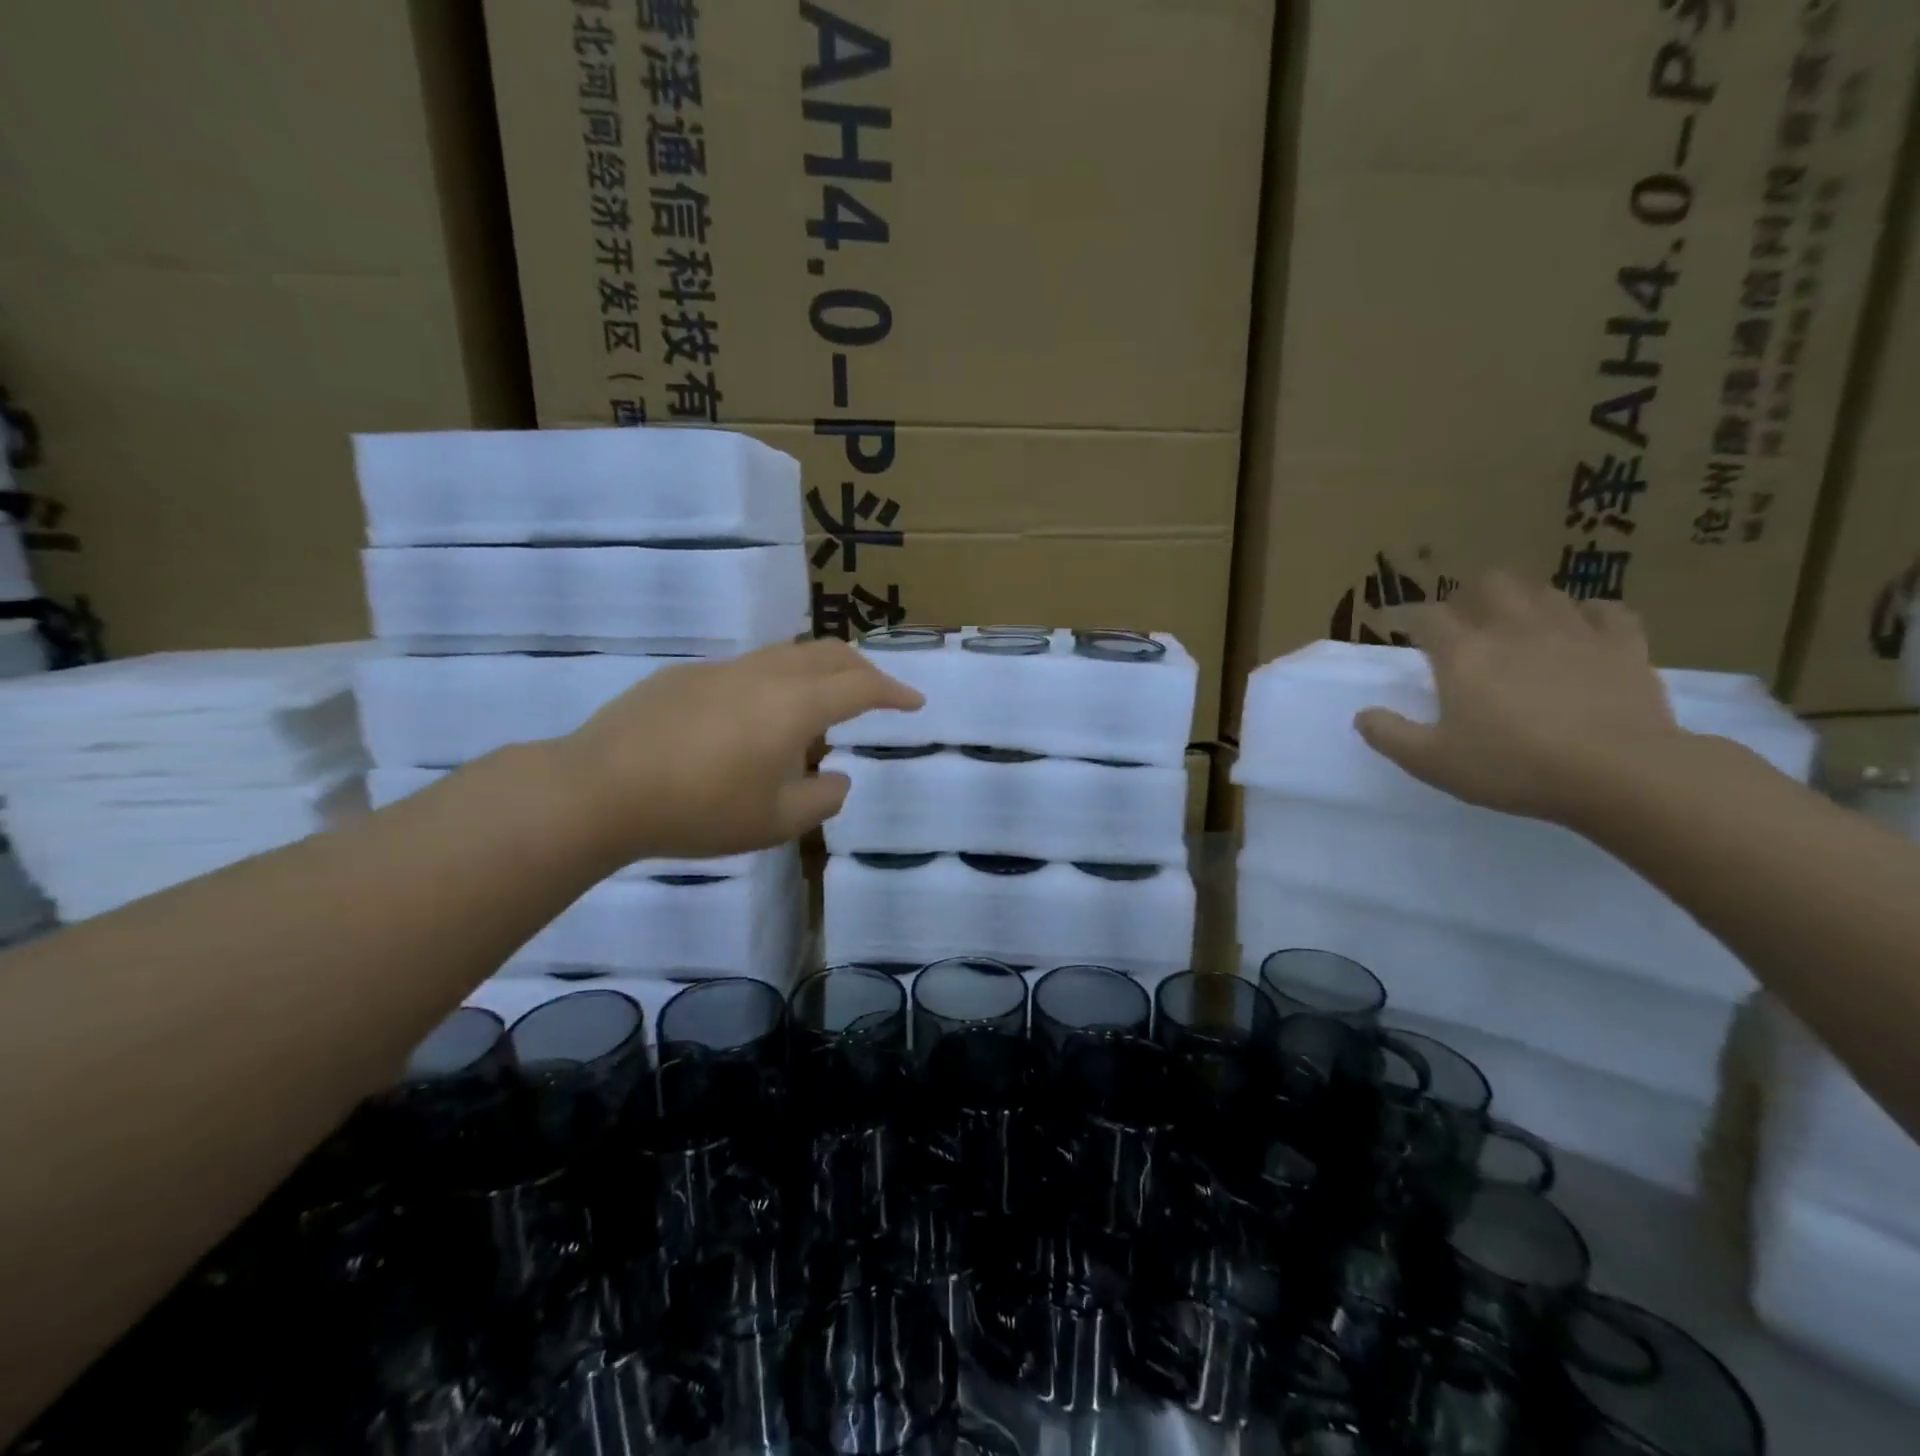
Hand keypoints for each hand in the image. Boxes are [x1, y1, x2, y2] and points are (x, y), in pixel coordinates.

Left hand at [557, 638, 922, 861]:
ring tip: (820, 706)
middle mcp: (764, 674)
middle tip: (878, 693)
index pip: (861, 686)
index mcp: (795, 705)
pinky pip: (748, 669)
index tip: (914, 703)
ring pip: (787, 655)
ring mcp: (722, 670)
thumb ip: (821, 800)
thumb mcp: (775, 822)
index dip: (894, 692)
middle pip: (828, 654)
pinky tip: (754, 720)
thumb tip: (836, 778)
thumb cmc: (699, 810)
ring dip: (818, 672)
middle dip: (862, 669)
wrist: (600, 789)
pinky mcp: (686, 676)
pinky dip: (775, 683)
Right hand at [1352, 573, 1685, 826]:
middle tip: (1460, 619)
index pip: (1426, 615)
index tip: (1396, 624)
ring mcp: (1573, 631)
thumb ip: (1389, 735)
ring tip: (1515, 621)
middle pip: (1489, 584)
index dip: (1407, 615)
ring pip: (1543, 592)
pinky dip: (1587, 613)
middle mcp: (1513, 629)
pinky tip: (1581, 627)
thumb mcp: (1432, 762)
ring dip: (1522, 600)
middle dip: (1468, 594)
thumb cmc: (1512, 767)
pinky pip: (1606, 611)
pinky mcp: (1623, 644)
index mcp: (1463, 654)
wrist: (1619, 773)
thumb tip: (1362, 715)